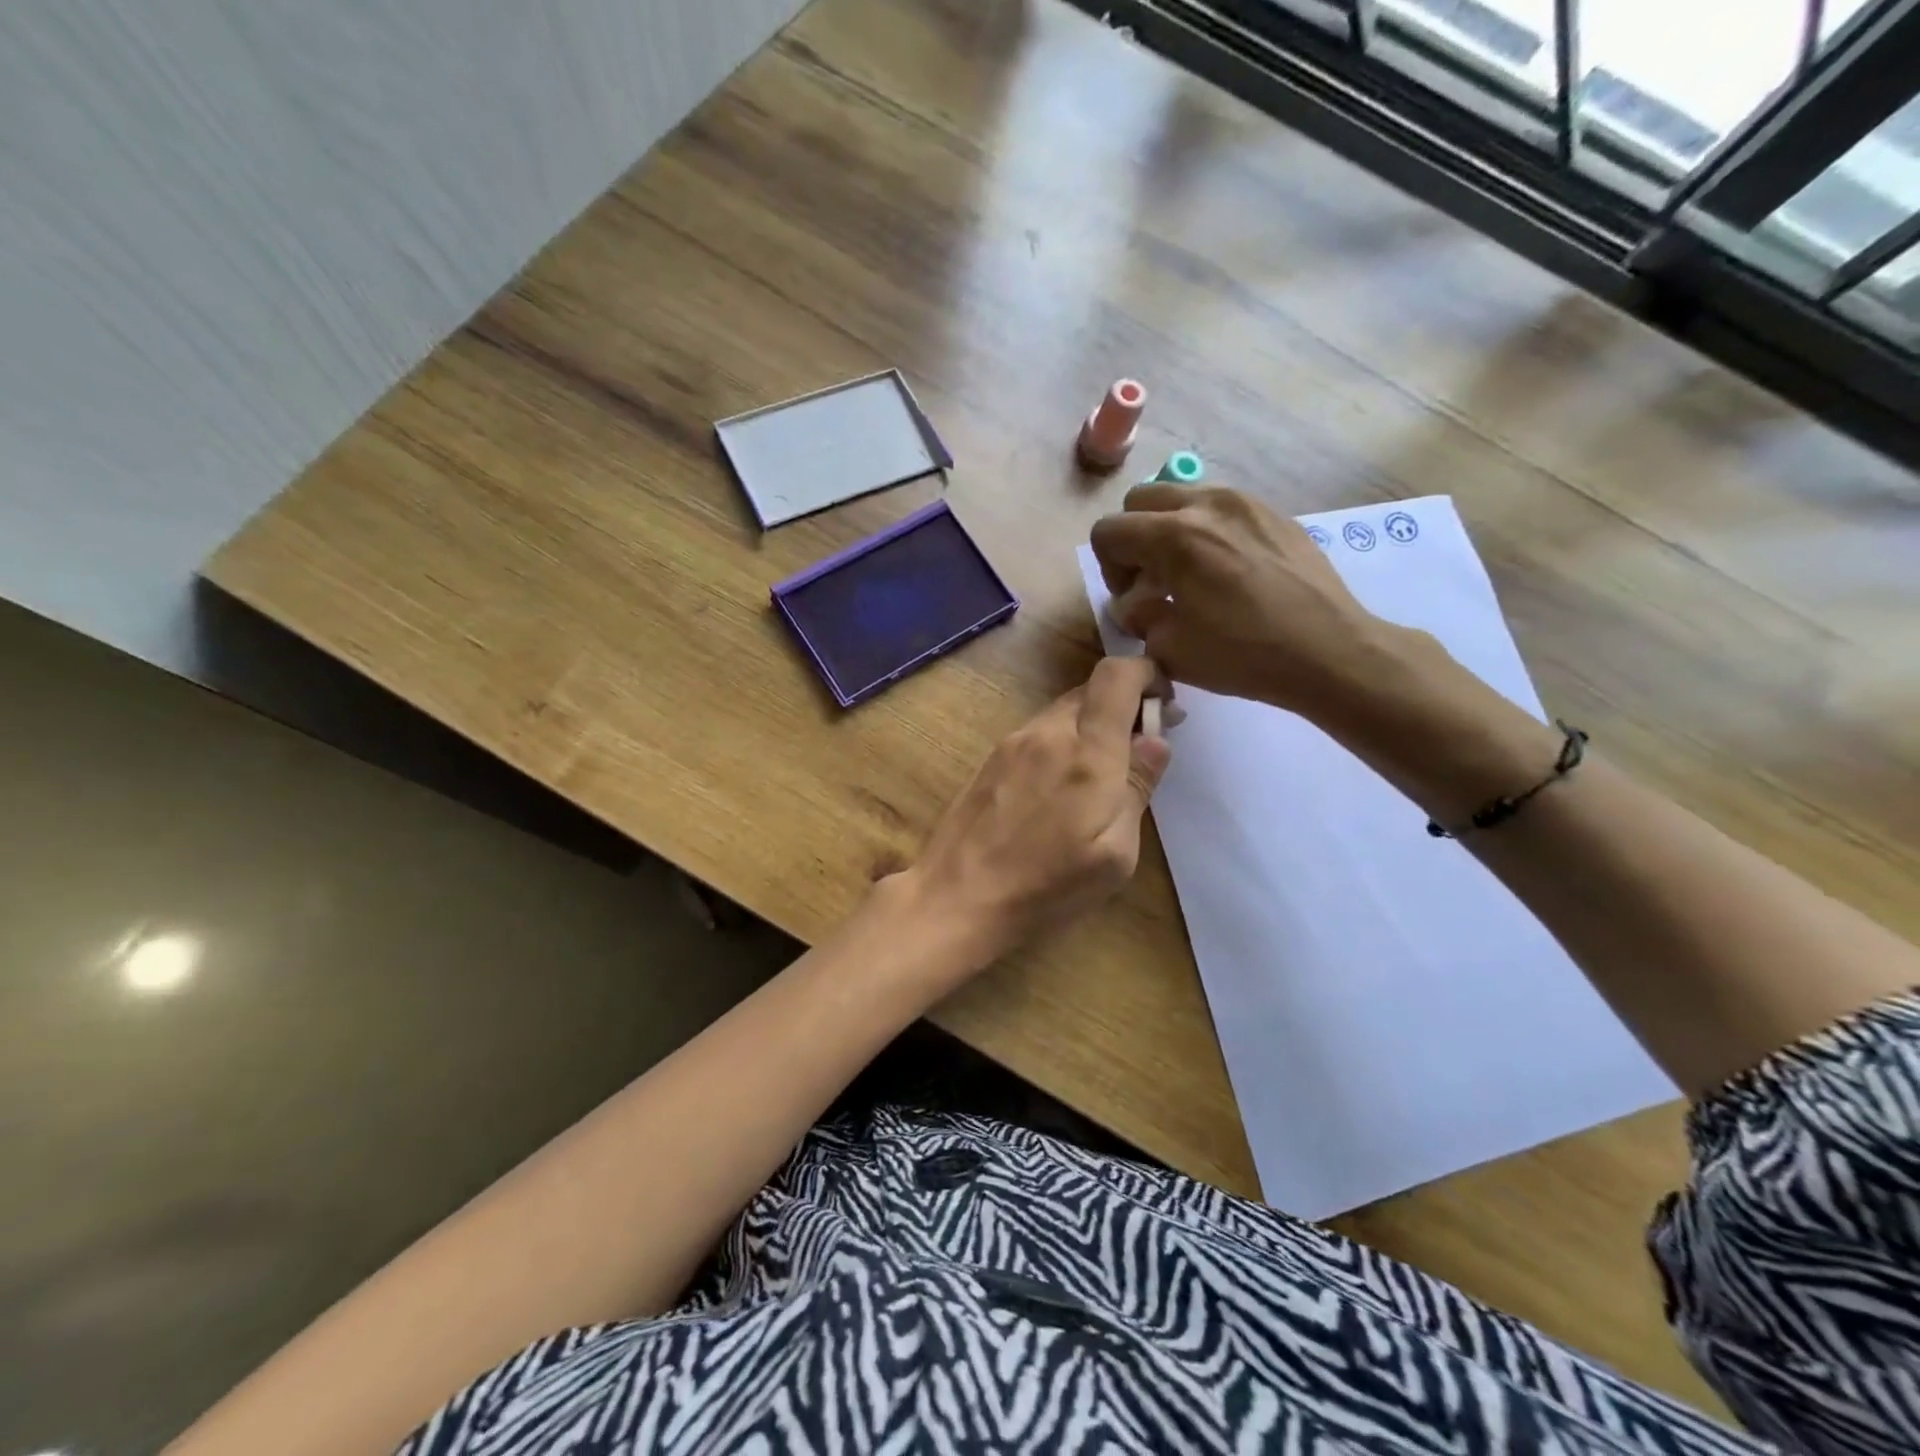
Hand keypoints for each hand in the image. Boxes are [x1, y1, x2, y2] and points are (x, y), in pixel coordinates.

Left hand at [898, 657, 1171, 965]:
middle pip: (1090, 692)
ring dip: (1090, 728)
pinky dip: (1061, 743)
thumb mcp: (1114, 854)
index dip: (1147, 674)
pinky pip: (1037, 735)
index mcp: (1087, 752)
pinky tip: (1060, 788)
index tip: (1165, 703)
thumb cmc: (1047, 889)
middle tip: (1141, 749)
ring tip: (1100, 776)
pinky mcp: (990, 760)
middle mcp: (1046, 733)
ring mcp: (1011, 744)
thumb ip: (1137, 787)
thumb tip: (1156, 740)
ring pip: (1062, 713)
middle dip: (1123, 707)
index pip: (1117, 676)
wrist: (956, 900)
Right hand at [1090, 484, 1392, 716]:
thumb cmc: (1244, 655)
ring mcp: (1245, 503)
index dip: (1107, 568)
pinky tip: (1228, 573)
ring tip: (1190, 575)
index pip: (1108, 530)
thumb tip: (1134, 603)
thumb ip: (1138, 617)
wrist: (1328, 651)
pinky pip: (1221, 508)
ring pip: (1182, 497)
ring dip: (1169, 530)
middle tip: (1152, 580)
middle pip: (1140, 500)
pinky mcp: (1274, 514)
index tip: (1133, 598)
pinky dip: (1207, 531)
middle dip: (1133, 539)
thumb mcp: (1170, 648)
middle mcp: (1207, 505)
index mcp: (1174, 537)